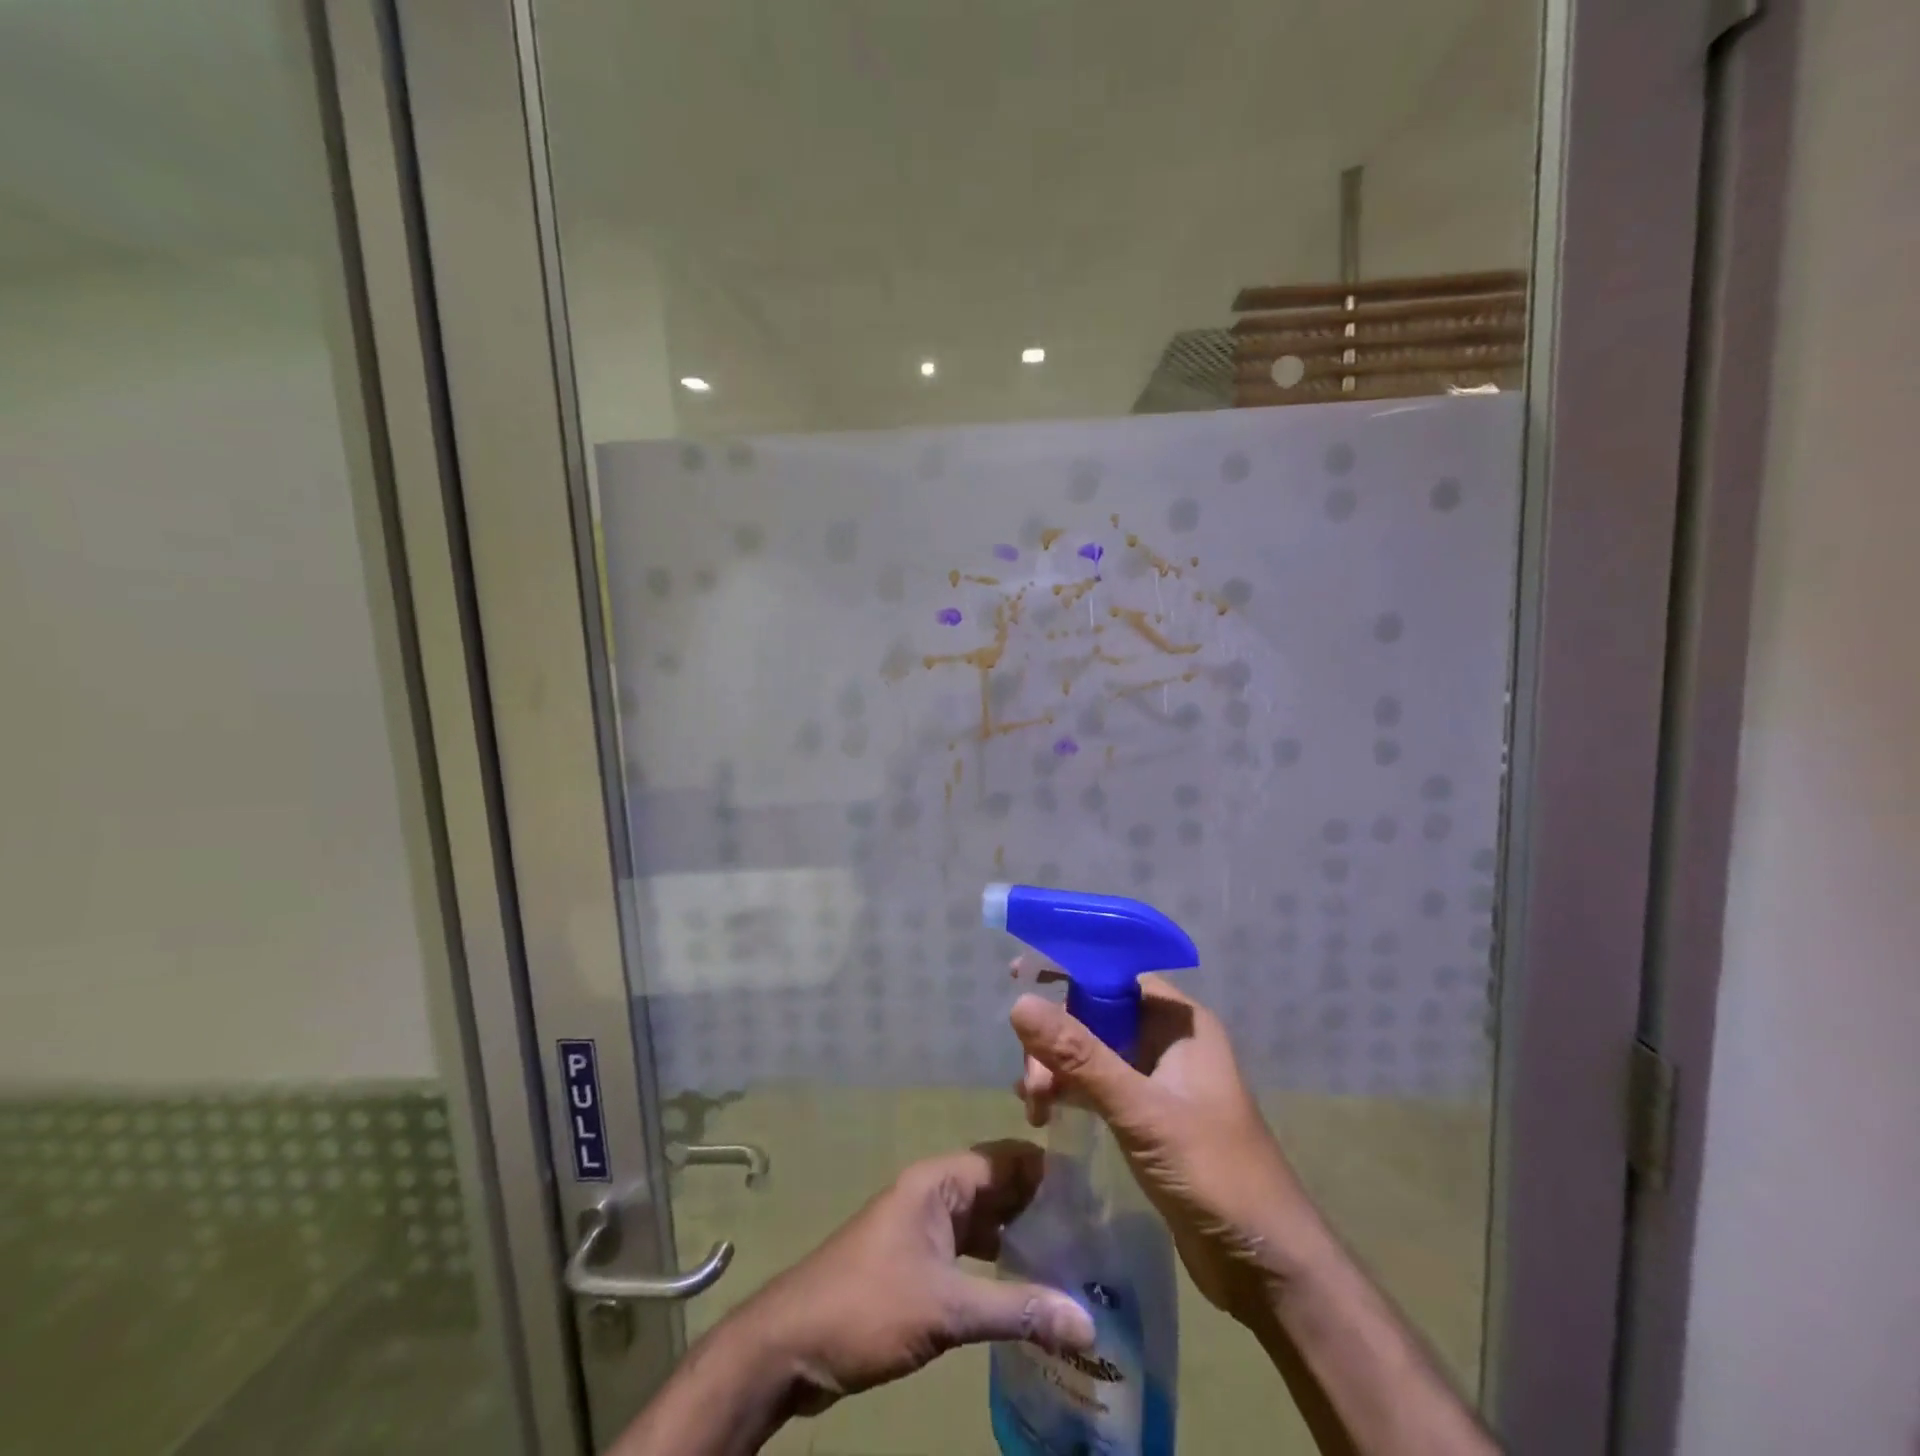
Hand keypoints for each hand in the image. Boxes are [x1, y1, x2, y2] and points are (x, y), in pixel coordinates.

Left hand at [726, 1140, 1095, 1414]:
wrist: (791, 1345)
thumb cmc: (868, 1305)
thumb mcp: (946, 1309)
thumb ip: (1018, 1310)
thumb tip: (1088, 1321)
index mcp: (939, 1181)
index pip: (1007, 1158)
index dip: (1050, 1172)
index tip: (1098, 1197)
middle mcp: (935, 1193)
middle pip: (1000, 1188)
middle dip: (1043, 1209)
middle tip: (1097, 1237)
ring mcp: (925, 1228)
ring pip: (987, 1222)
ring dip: (1024, 1238)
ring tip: (1076, 1264)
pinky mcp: (919, 1262)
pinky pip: (971, 1251)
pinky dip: (1000, 1264)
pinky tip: (1031, 1291)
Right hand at [1011, 968, 1330, 1327]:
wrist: (1266, 1267)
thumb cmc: (1213, 1173)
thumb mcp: (1141, 1111)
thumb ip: (1080, 1057)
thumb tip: (1018, 1004)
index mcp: (1179, 1021)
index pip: (1115, 974)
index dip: (1067, 971)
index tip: (1017, 978)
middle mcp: (1168, 1040)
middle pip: (1097, 1013)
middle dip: (1057, 1038)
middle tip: (1030, 1083)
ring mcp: (1159, 1079)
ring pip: (1093, 1050)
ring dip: (1058, 1068)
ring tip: (1032, 1106)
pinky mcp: (1149, 1115)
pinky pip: (1098, 1084)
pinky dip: (1069, 1090)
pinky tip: (1041, 1111)